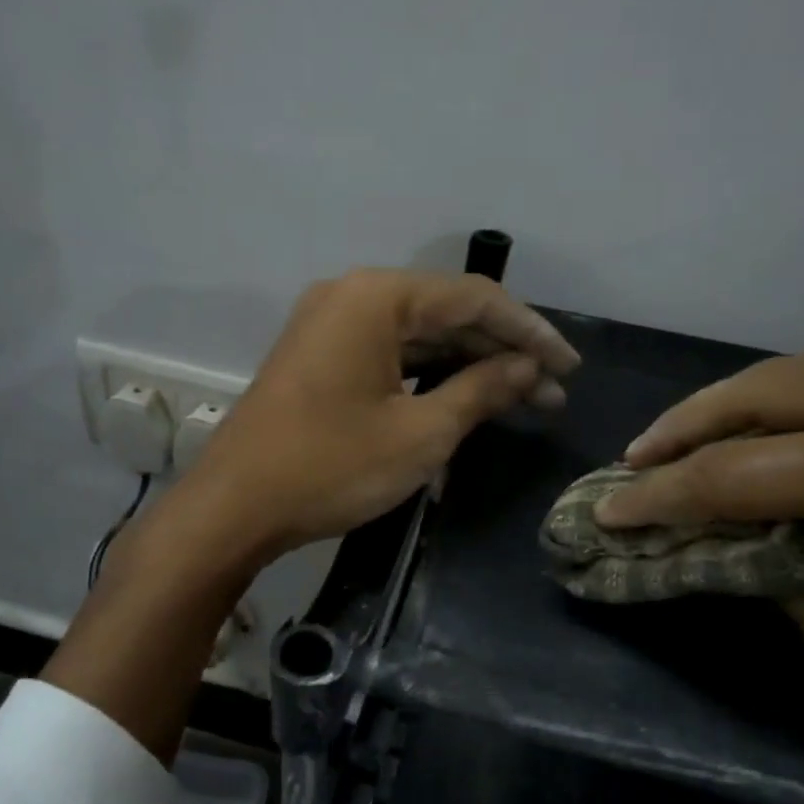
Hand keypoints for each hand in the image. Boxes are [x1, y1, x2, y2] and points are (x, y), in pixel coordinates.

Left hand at [180, 268, 579, 563]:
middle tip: (551, 392)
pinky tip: (466, 395)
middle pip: (445, 312)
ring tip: (522, 398)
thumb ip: (481, 390)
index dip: (529, 331)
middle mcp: (351, 295)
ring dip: (468, 364)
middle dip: (501, 351)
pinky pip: (389, 352)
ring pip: (418, 334)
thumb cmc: (331, 467)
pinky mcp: (320, 356)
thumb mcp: (420, 433)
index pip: (474, 298)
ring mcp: (330, 325)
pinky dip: (429, 372)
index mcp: (376, 298)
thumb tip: (529, 369)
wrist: (234, 507)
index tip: (569, 366)